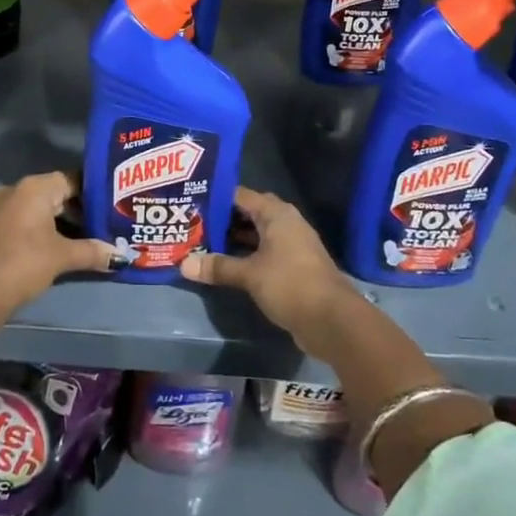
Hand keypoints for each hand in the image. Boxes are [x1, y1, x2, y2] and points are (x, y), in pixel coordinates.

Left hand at [0, 172, 116, 314]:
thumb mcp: (62, 256)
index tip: (114, 204)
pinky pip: (26, 219)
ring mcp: (2, 207)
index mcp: (35, 187)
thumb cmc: (24, 263)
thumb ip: (93, 252)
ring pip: (41, 208)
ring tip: (89, 236)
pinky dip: (44, 229)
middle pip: (57, 193)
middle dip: (81, 209)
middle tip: (107, 223)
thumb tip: (122, 255)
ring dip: (62, 222)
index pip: (72, 179)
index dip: (94, 192)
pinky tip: (61, 245)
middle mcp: (17, 189)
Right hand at [181, 188, 360, 348]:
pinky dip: (246, 254)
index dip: (216, 198)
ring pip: (257, 234)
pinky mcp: (294, 266)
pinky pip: (264, 251)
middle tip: (193, 223)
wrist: (332, 320)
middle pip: (248, 213)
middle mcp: (285, 222)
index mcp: (276, 214)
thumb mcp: (249, 274)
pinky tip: (227, 265)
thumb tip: (183, 264)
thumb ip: (218, 267)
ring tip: (203, 243)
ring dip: (234, 238)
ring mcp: (292, 244)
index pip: (240, 195)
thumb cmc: (290, 284)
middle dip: (223, 219)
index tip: (191, 202)